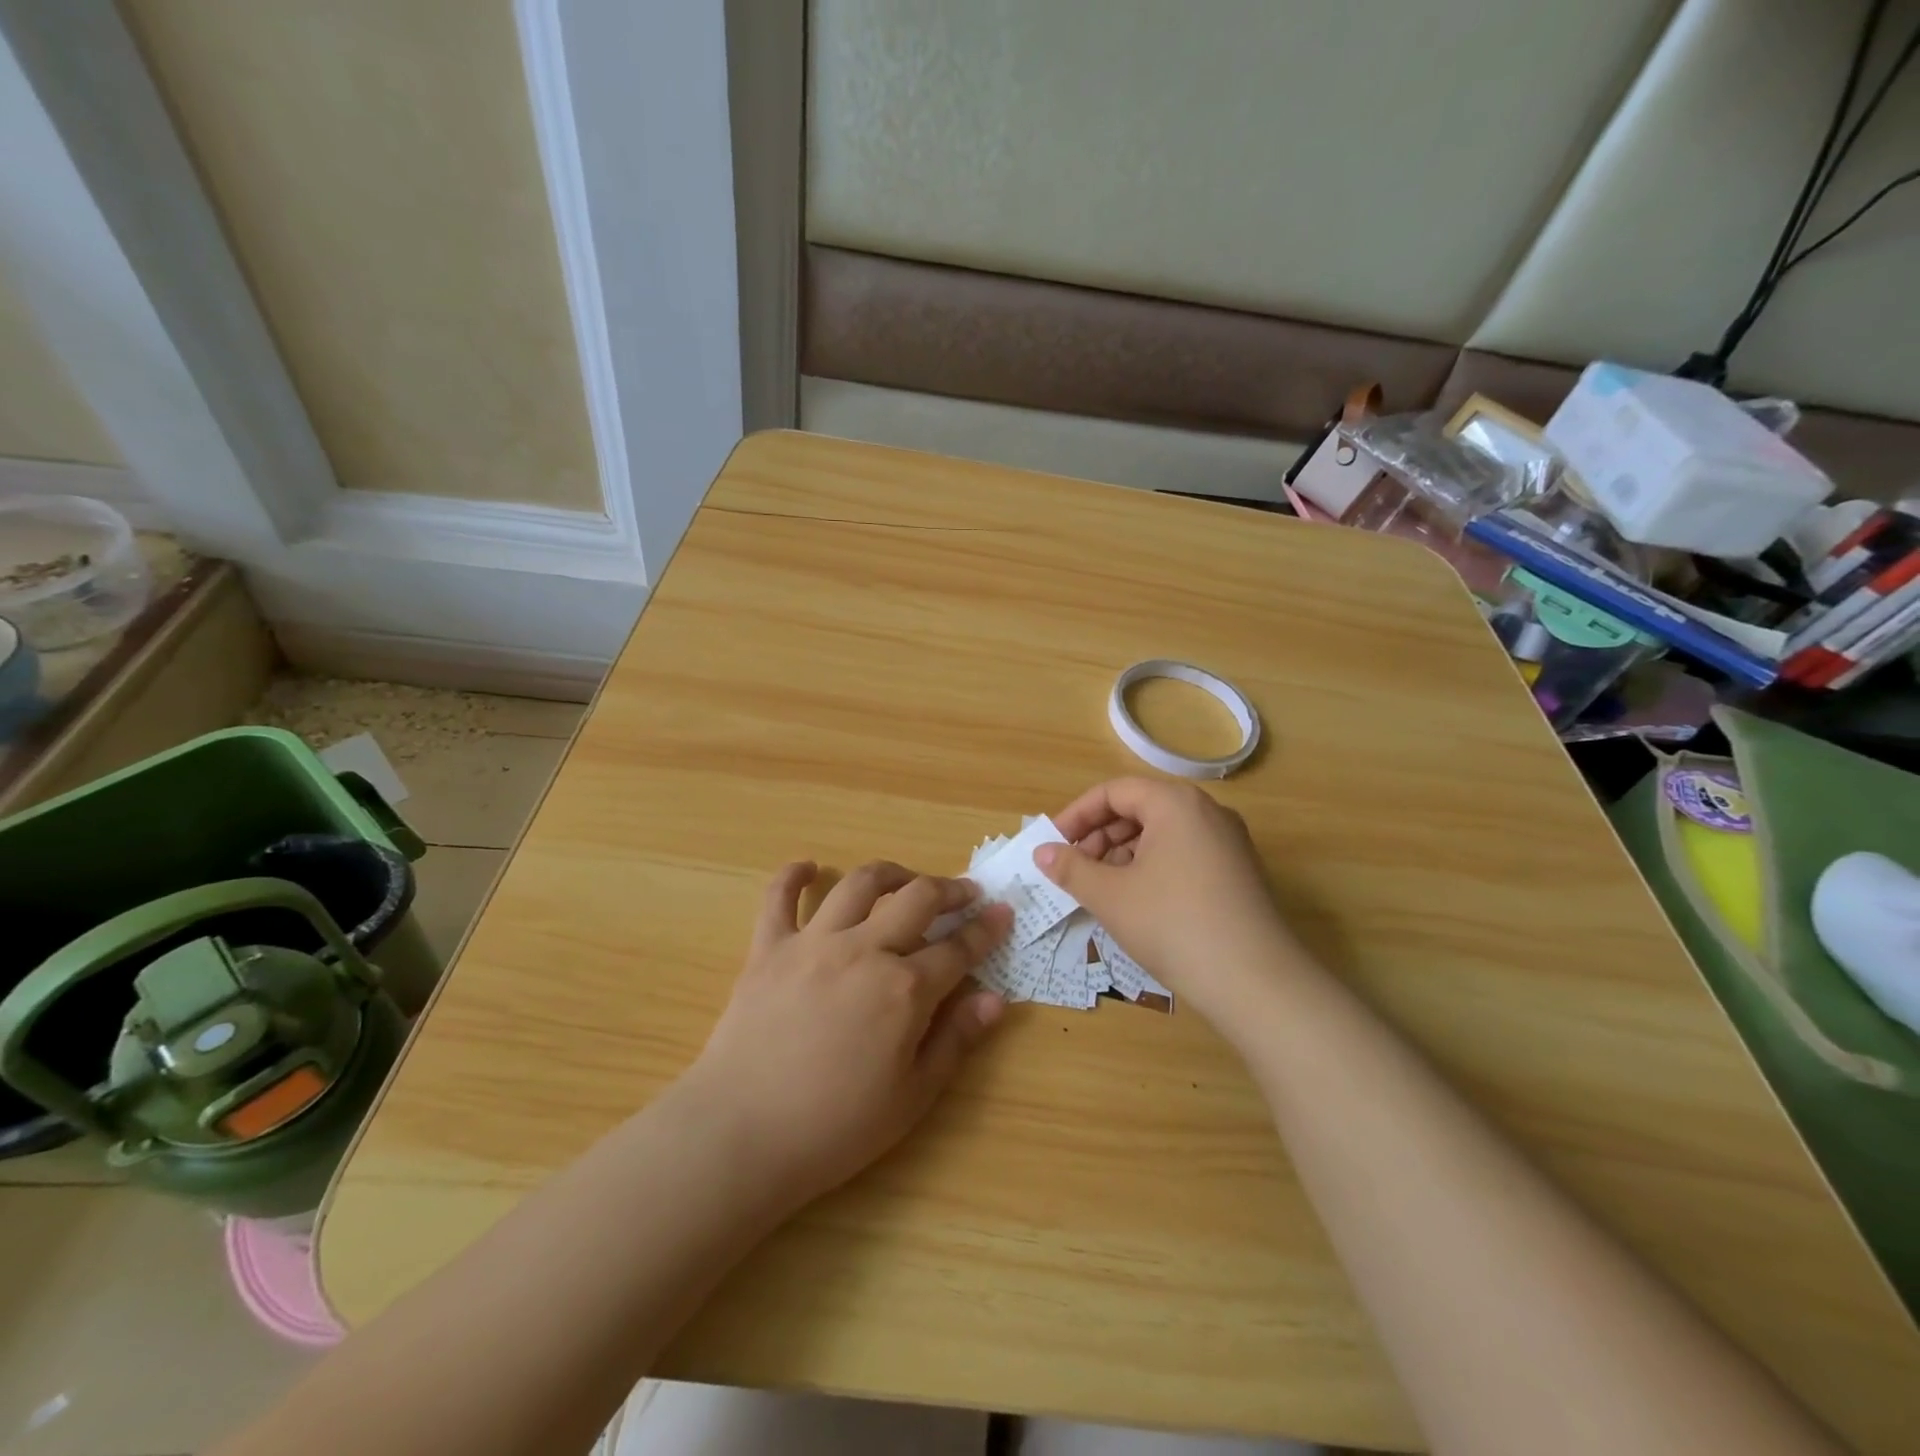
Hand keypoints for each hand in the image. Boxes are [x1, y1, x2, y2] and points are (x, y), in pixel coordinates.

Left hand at [679, 861, 1010, 1206]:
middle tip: (965, 892)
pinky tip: (810, 868)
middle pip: (917, 899)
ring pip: (859, 884)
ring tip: (905, 879)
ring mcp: (813, 942)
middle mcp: (864, 950)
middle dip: (950, 889)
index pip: (958, 949)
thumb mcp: (912, 1098)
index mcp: (904, 989)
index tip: (1003, 913)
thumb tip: (995, 999)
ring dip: (890, 873)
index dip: (986, 930)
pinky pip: (779, 896)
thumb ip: (956, 1041)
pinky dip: (794, 875)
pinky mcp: (768, 947)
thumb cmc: (835, 1128)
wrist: (741, 1135)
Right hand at [1035, 778, 1306, 1024]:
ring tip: (1102, 890)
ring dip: (1123, 854)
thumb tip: (1042, 853)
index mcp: (1176, 803)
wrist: (1256, 982)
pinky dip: (1152, 867)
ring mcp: (1228, 842)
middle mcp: (1206, 811)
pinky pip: (1184, 853)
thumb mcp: (1111, 896)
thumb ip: (1071, 868)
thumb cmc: (1173, 925)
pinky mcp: (1239, 872)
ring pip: (1162, 833)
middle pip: (1140, 808)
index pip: (1114, 792)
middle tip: (1074, 870)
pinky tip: (1138, 902)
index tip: (1053, 845)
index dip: (1077, 815)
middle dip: (1099, 836)